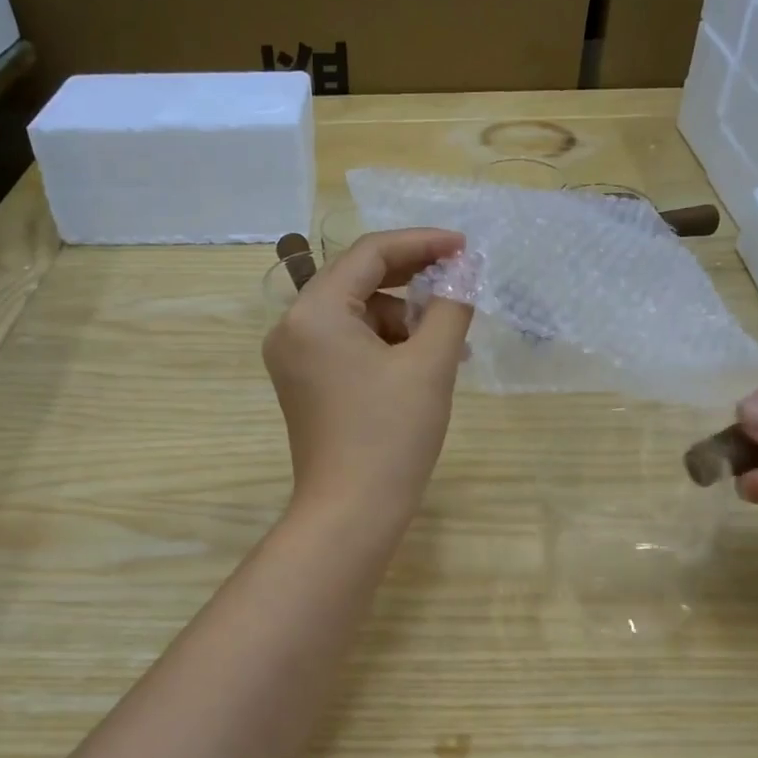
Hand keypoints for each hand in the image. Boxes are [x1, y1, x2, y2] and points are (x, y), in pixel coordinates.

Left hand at [263, 228, 474, 528]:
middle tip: (461, 286)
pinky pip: (347, 345)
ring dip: (404, 320)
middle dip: (414, 282)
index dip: (422, 243)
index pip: (369, 254)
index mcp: (313, 312)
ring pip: (356, 316)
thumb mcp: (430, 365)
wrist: (351, 514)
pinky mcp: (304, 384)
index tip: (465, 247)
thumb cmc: (391, 436)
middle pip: (358, 281)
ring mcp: (293, 358)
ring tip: (450, 345)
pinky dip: (385, 346)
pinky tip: (422, 364)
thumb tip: (465, 271)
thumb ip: (451, 306)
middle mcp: (292, 327)